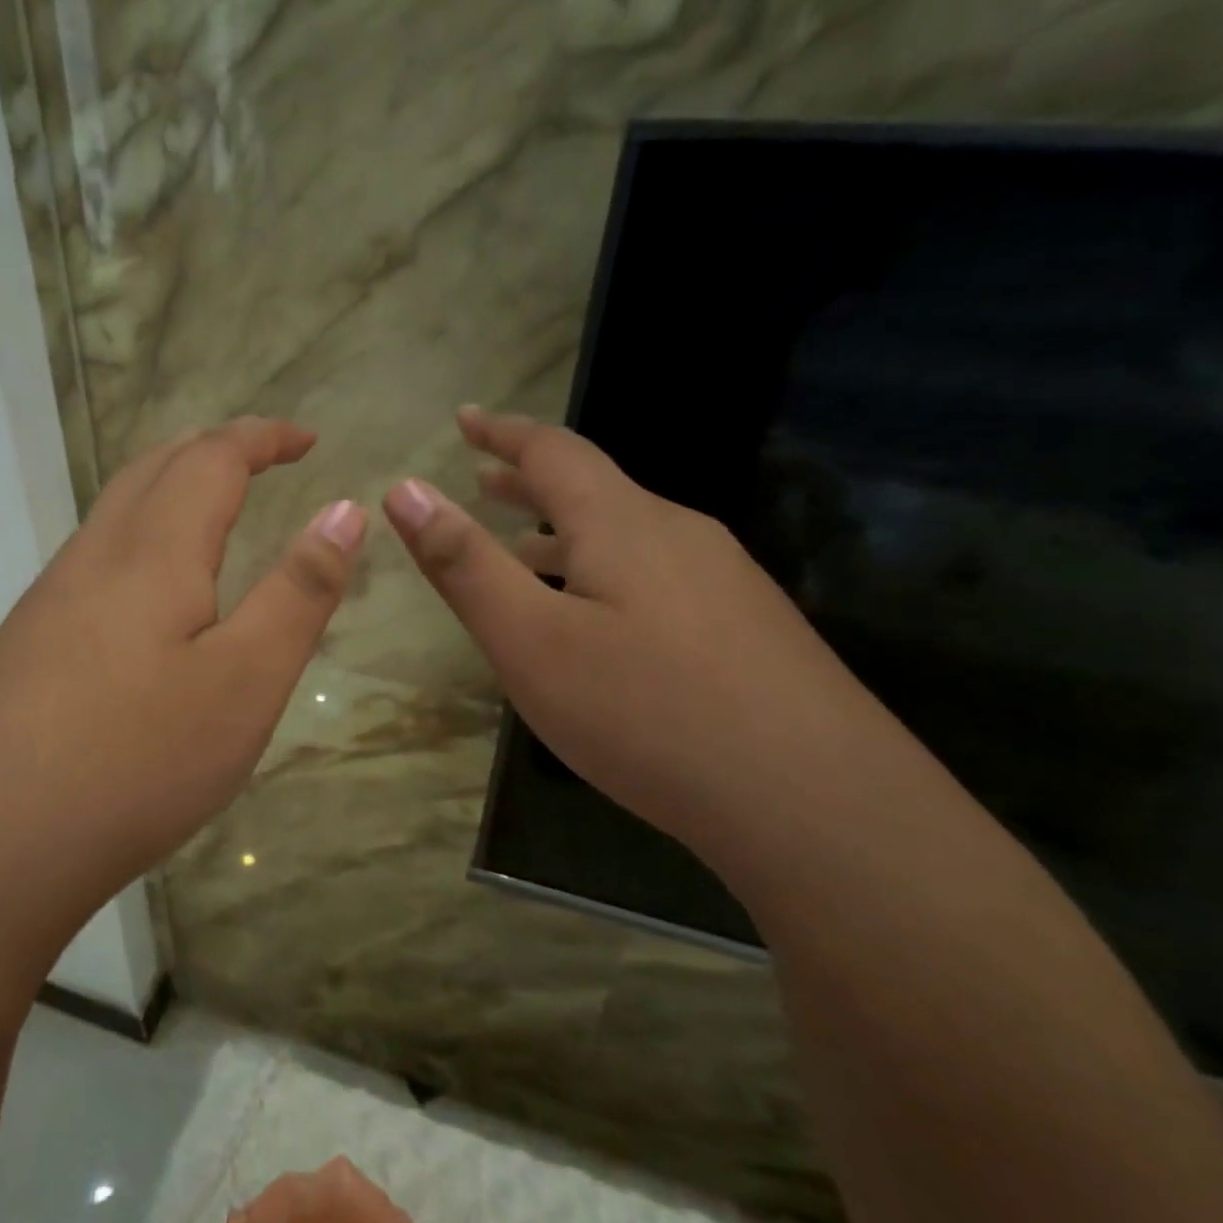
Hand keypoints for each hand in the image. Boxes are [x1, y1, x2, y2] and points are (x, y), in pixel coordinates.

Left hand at [0, 418, 366, 915]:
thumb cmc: (136, 760)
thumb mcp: (246, 681)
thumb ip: (298, 592)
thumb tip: (344, 511)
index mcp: (153, 552)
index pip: (212, 458)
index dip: (263, 438)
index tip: (308, 440)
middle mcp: (93, 557)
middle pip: (153, 468)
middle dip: (214, 449)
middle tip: (263, 460)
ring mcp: (49, 601)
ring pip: (115, 511)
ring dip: (169, 488)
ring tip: (212, 508)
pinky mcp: (26, 645)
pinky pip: (93, 559)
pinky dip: (139, 537)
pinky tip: (148, 593)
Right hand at [382, 407, 907, 850]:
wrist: (817, 804)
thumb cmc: (647, 712)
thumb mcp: (530, 640)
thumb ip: (464, 564)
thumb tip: (404, 490)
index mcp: (622, 523)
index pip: (553, 451)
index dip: (502, 431)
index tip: (465, 418)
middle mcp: (678, 535)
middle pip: (594, 489)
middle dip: (530, 480)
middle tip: (482, 478)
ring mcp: (723, 583)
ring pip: (626, 537)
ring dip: (566, 532)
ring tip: (523, 548)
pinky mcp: (747, 629)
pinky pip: (655, 577)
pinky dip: (603, 573)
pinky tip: (597, 621)